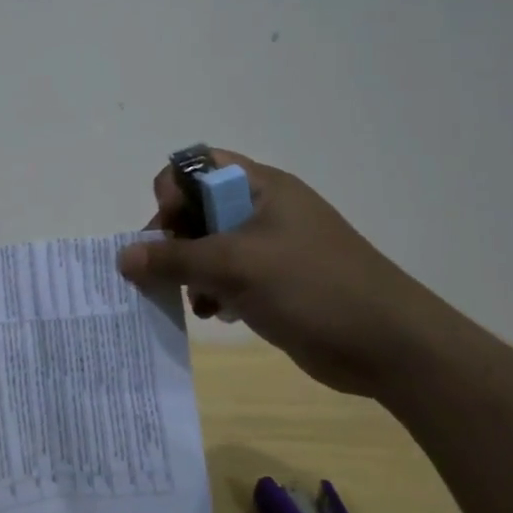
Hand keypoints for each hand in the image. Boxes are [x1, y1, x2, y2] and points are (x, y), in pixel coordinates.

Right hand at [117, 151, 453, 395]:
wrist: (390, 346)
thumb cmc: (312, 287)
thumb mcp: (235, 266)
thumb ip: (174, 259)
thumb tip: (122, 257)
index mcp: (260, 187)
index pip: (197, 166)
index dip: (173, 191)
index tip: (170, 227)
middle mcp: (262, 209)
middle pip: (197, 208)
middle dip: (174, 239)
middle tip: (165, 270)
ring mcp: (270, 247)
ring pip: (208, 245)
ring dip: (189, 270)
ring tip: (192, 298)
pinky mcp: (275, 282)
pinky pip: (226, 275)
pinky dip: (211, 290)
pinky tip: (214, 313)